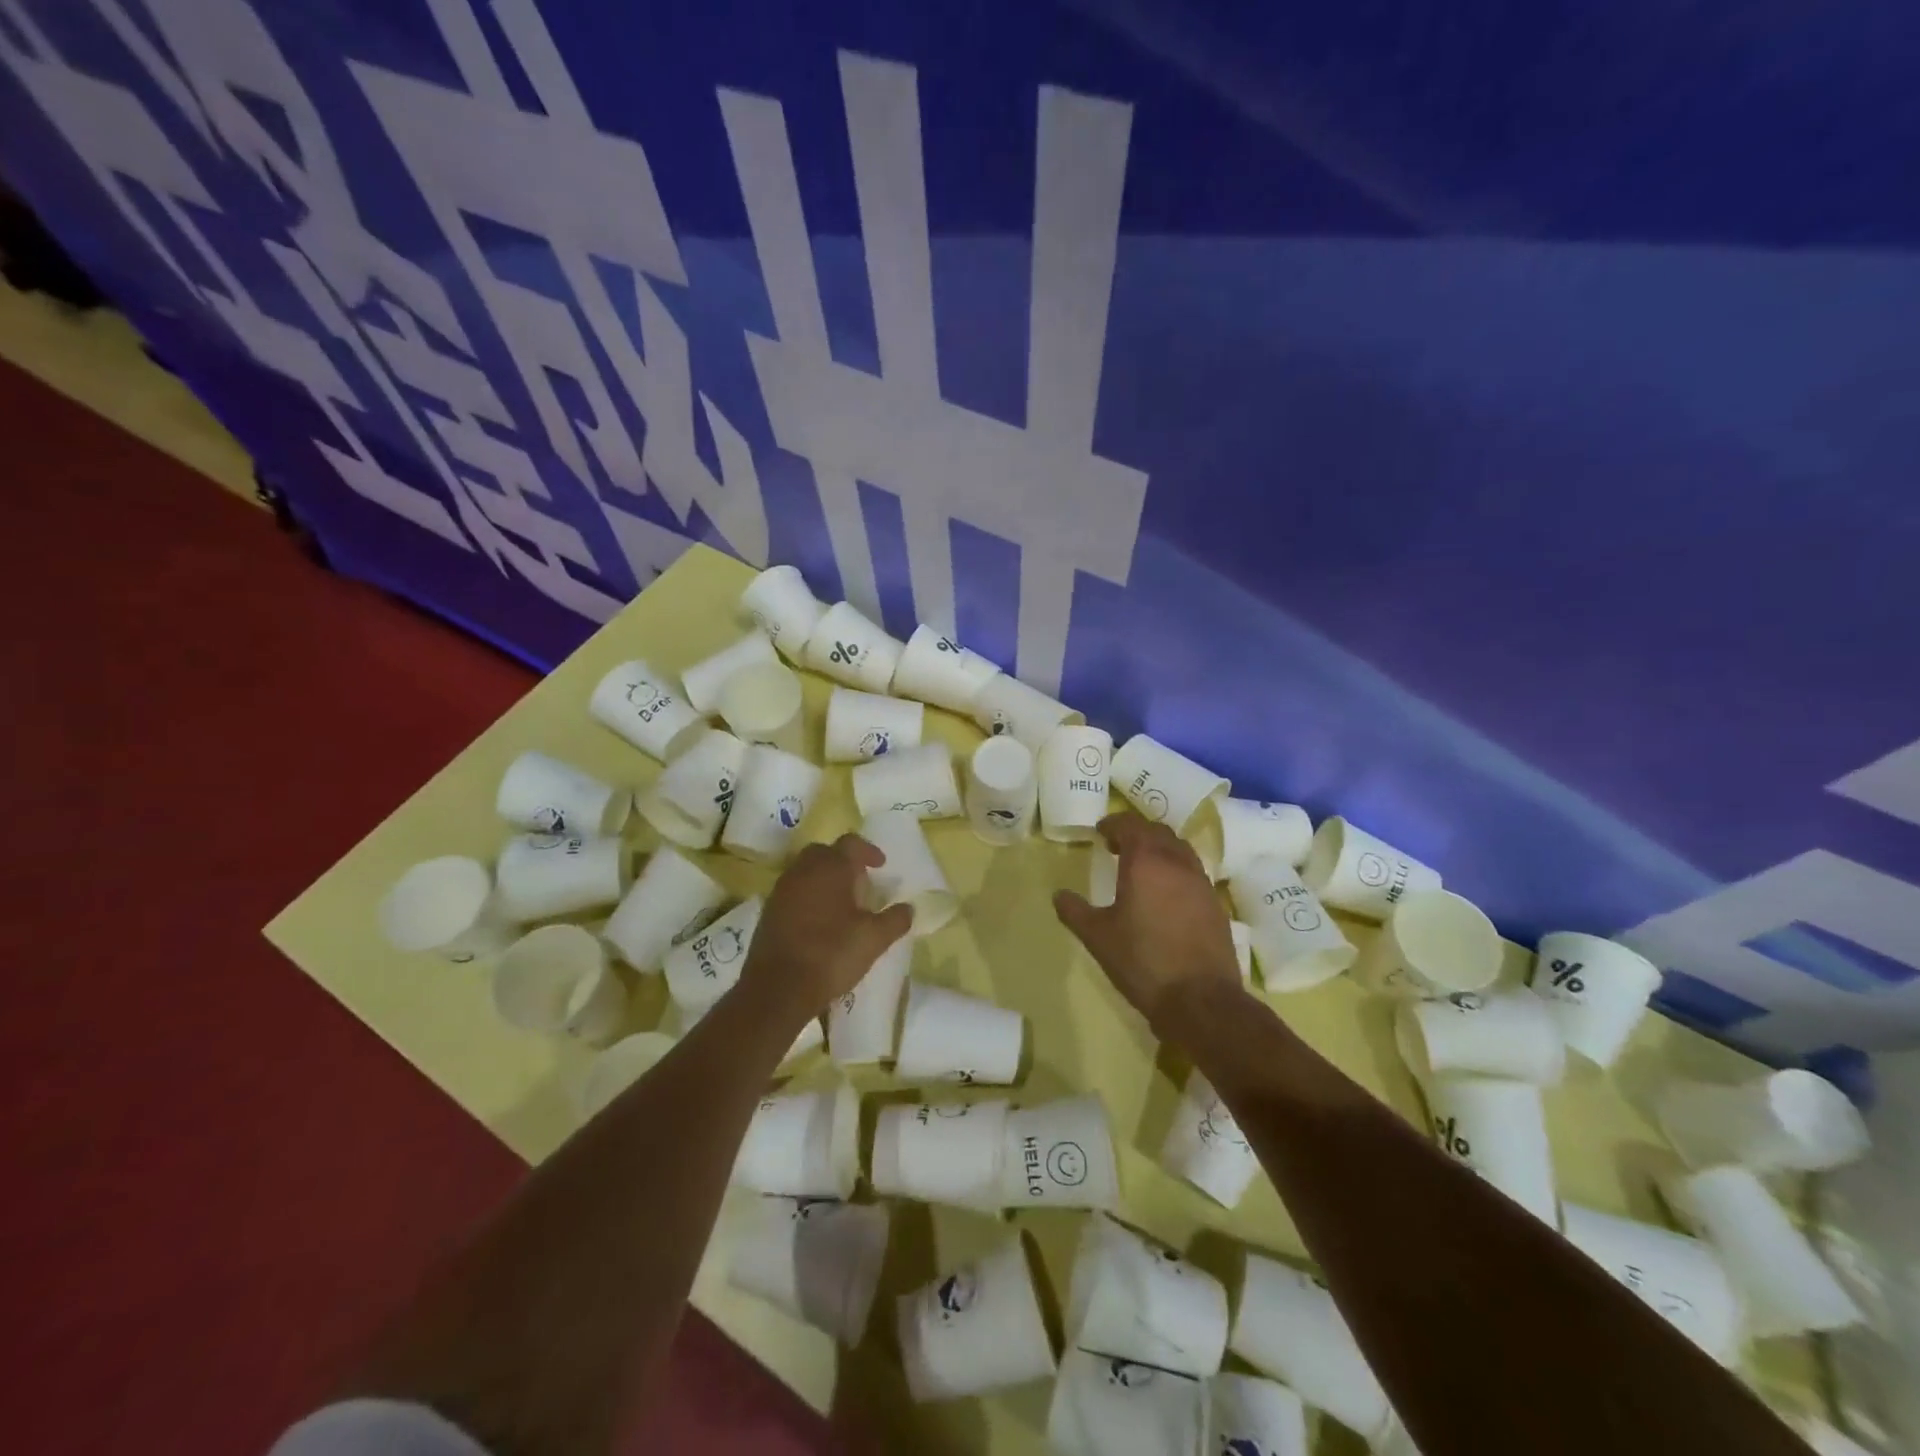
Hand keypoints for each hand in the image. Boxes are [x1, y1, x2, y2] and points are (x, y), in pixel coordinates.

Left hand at [742, 833, 913, 1023]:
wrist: (778, 988)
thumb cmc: (831, 954)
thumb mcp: (874, 939)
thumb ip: (895, 919)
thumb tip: (909, 908)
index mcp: (831, 868)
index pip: (851, 843)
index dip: (869, 851)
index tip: (881, 866)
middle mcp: (803, 870)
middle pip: (825, 853)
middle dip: (843, 862)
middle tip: (860, 883)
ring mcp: (782, 890)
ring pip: (806, 871)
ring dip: (824, 880)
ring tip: (842, 904)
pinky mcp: (768, 911)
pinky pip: (793, 892)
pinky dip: (808, 897)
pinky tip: (819, 922)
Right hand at [1054, 811, 1245, 1034]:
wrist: (1200, 1000)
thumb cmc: (1142, 962)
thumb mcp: (1098, 938)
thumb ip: (1074, 911)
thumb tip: (1058, 895)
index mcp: (1145, 862)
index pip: (1130, 825)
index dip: (1113, 824)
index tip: (1100, 832)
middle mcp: (1177, 863)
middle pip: (1157, 832)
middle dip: (1136, 832)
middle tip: (1117, 847)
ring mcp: (1201, 882)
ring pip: (1179, 849)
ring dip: (1159, 849)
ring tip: (1141, 868)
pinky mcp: (1215, 904)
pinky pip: (1192, 872)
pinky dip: (1175, 869)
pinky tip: (1165, 894)